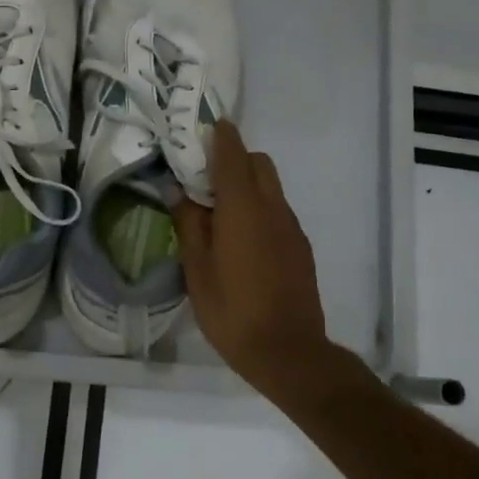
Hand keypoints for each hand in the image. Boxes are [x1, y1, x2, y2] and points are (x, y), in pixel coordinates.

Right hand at [173, 121, 334, 398]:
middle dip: (233, 159)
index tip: (204, 126)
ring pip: (270, 187)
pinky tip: (240, 241)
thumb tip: (178, 191)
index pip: (233, 154)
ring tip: (218, 213)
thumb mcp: (197, 269)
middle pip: (258, 163)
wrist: (288, 351)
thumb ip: (188, 224)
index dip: (219, 135)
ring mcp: (291, 227)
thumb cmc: (232, 311)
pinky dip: (259, 209)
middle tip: (203, 180)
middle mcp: (273, 208)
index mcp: (243, 208)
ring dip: (246, 185)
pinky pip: (278, 211)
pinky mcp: (300, 247)